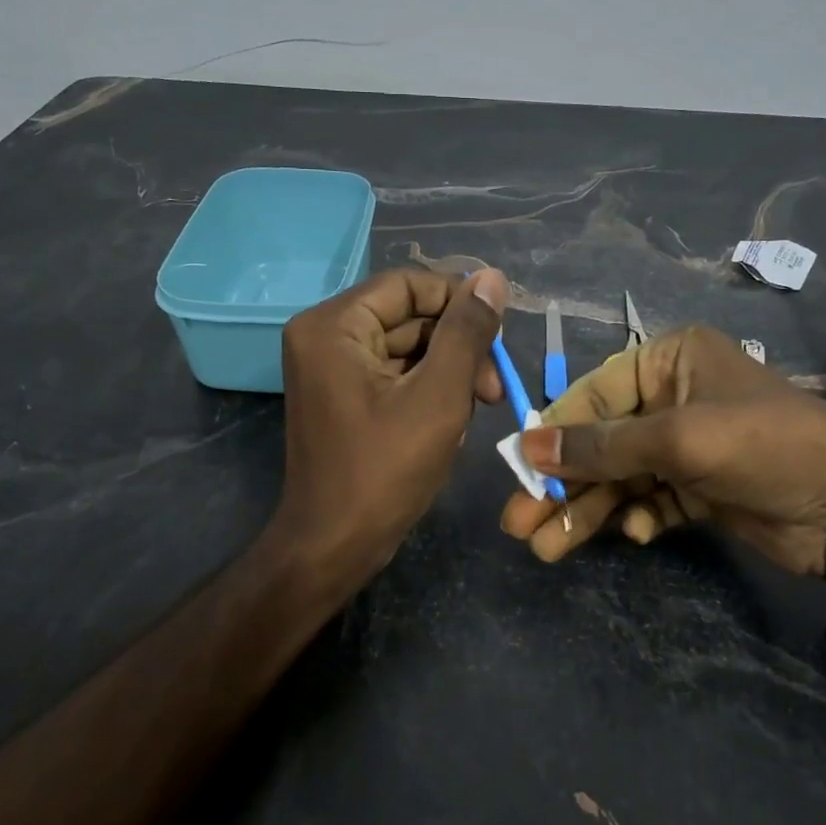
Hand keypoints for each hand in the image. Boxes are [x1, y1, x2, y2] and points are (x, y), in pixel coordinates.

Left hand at [271, 267, 508, 589]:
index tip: (501, 333)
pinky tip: (452, 423)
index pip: (408, 286)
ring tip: (478, 408)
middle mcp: (324, 336)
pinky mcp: (343, 396)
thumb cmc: (385, 470)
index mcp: (333, 326)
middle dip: (457, 348)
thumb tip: (492, 278)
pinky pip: (395, 375)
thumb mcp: (439, 396)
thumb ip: (467, 332)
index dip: (460, 301)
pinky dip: (428, 392)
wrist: (334, 546)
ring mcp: (331, 369)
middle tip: (495, 387)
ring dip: (448, 373)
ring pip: (407, 348)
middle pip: (409, 317)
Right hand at [498, 325, 825, 597]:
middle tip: (518, 524)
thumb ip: (601, 445)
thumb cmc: (766, 449)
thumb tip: (527, 447)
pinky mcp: (698, 487)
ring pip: (618, 477)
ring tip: (545, 549)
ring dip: (586, 511)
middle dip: (562, 483)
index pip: (592, 394)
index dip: (553, 434)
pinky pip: (648, 499)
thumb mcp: (679, 439)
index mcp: (669, 361)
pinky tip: (634, 534)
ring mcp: (686, 446)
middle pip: (600, 442)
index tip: (517, 471)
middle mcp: (673, 396)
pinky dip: (635, 517)